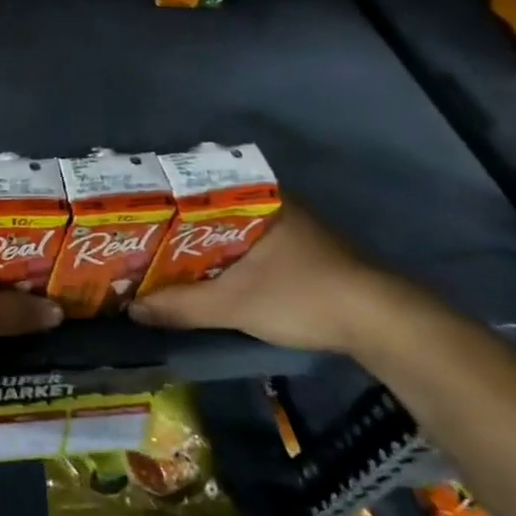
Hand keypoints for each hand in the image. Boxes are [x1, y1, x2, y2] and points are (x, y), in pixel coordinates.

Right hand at [128, 201, 409, 354]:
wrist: (384, 326)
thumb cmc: (303, 297)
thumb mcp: (234, 304)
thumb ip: (181, 305)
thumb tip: (130, 309)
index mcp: (257, 199)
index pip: (195, 190)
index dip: (161, 205)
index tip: (132, 218)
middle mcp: (273, 205)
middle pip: (210, 213)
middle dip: (176, 230)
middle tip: (138, 242)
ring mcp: (291, 229)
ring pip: (230, 232)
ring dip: (200, 248)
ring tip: (160, 261)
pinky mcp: (303, 254)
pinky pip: (248, 247)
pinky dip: (223, 259)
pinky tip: (204, 276)